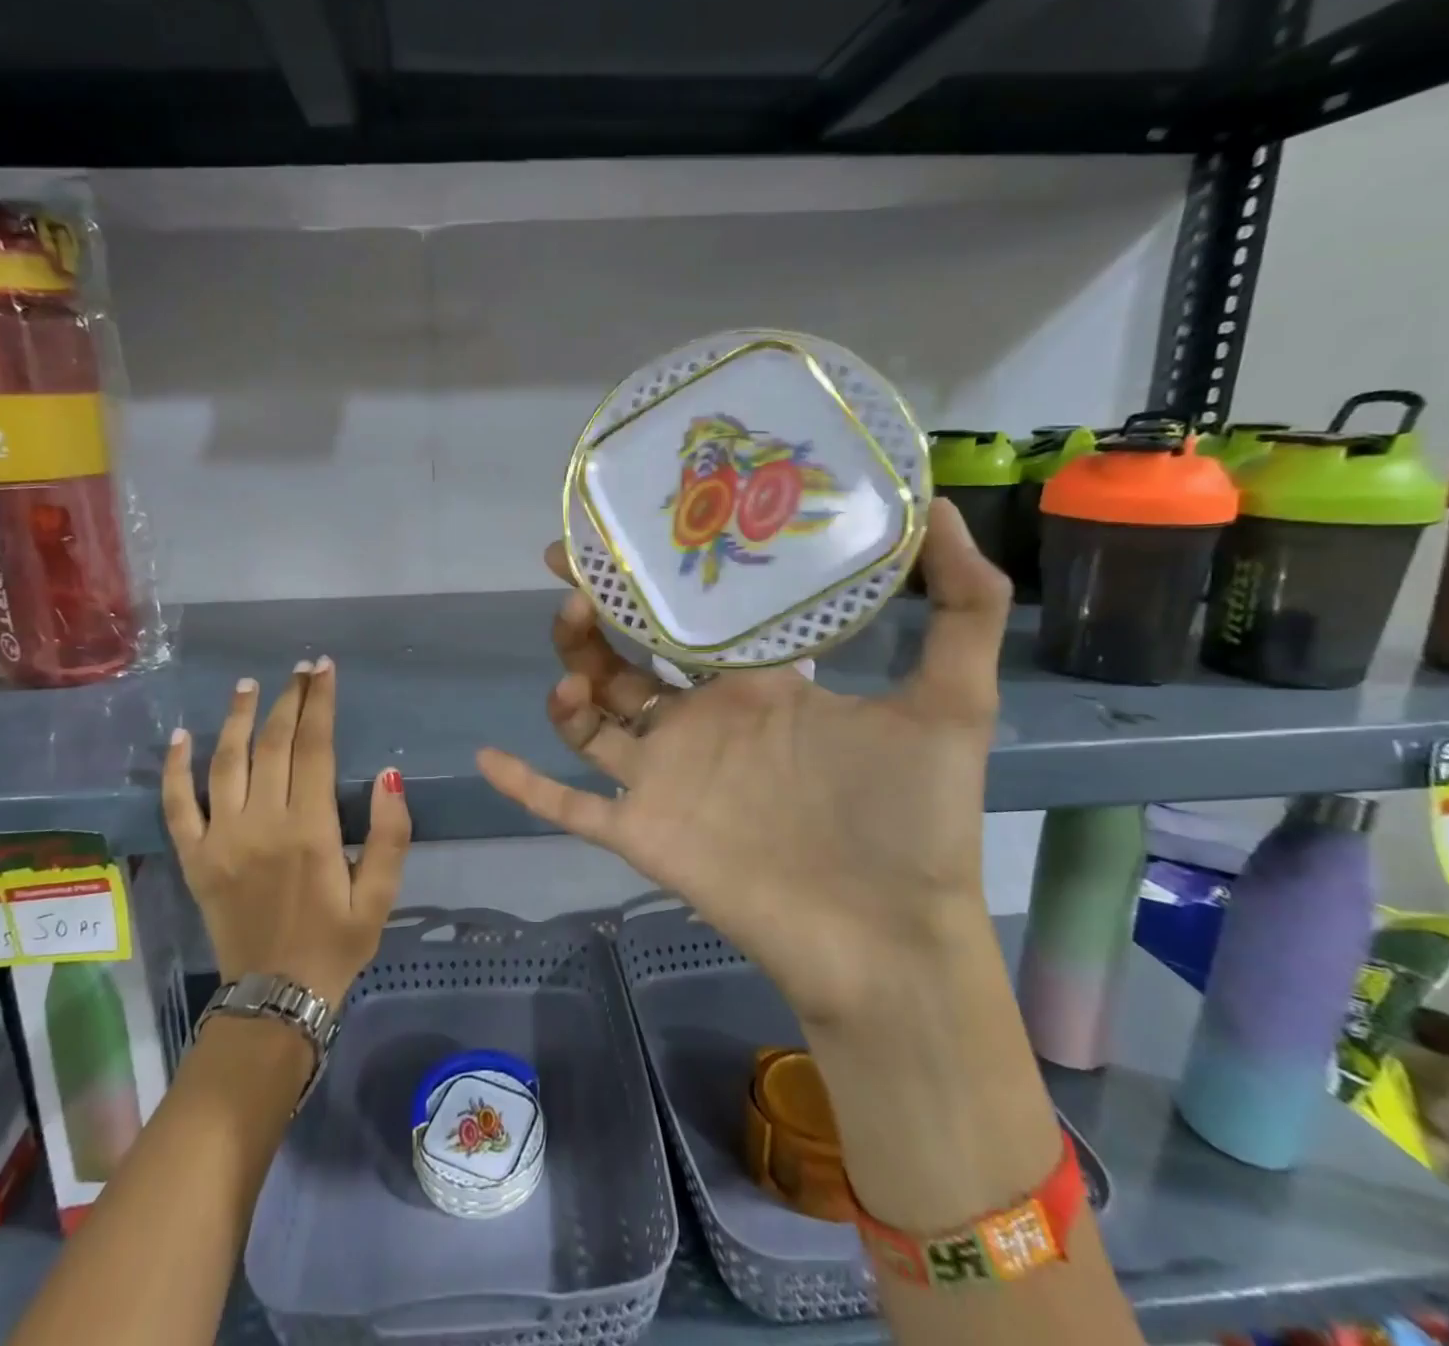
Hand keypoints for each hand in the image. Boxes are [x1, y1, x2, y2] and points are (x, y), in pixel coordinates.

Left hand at [162, 658, 412, 1005]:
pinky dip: (175, 768)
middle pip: (272, 745)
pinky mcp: (195, 858)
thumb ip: (391, 835)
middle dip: (288, 700)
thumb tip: (391, 775)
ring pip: (225, 763)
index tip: (324, 670)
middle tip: (300, 670)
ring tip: (248, 685)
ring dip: (238, 719)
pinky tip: (180, 736)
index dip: (320, 704)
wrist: (276, 999)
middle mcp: (262, 824)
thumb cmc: (336, 943)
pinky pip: (178, 805)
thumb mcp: (381, 896)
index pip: (314, 748)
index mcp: (310, 830)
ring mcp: (221, 839)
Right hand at [475, 500, 1009, 1026]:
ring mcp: (665, 777)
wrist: (888, 941)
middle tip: (568, 570)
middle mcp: (701, 722)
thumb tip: (943, 507)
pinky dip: (527, 785)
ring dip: (568, 679)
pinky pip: (570, 805)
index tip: (625, 532)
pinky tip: (487, 757)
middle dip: (593, 614)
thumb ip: (961, 606)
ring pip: (591, 718)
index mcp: (754, 686)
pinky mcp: (641, 831)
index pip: (691, 620)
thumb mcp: (950, 702)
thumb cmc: (913, 820)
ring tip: (570, 653)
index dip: (657, 578)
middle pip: (626, 659)